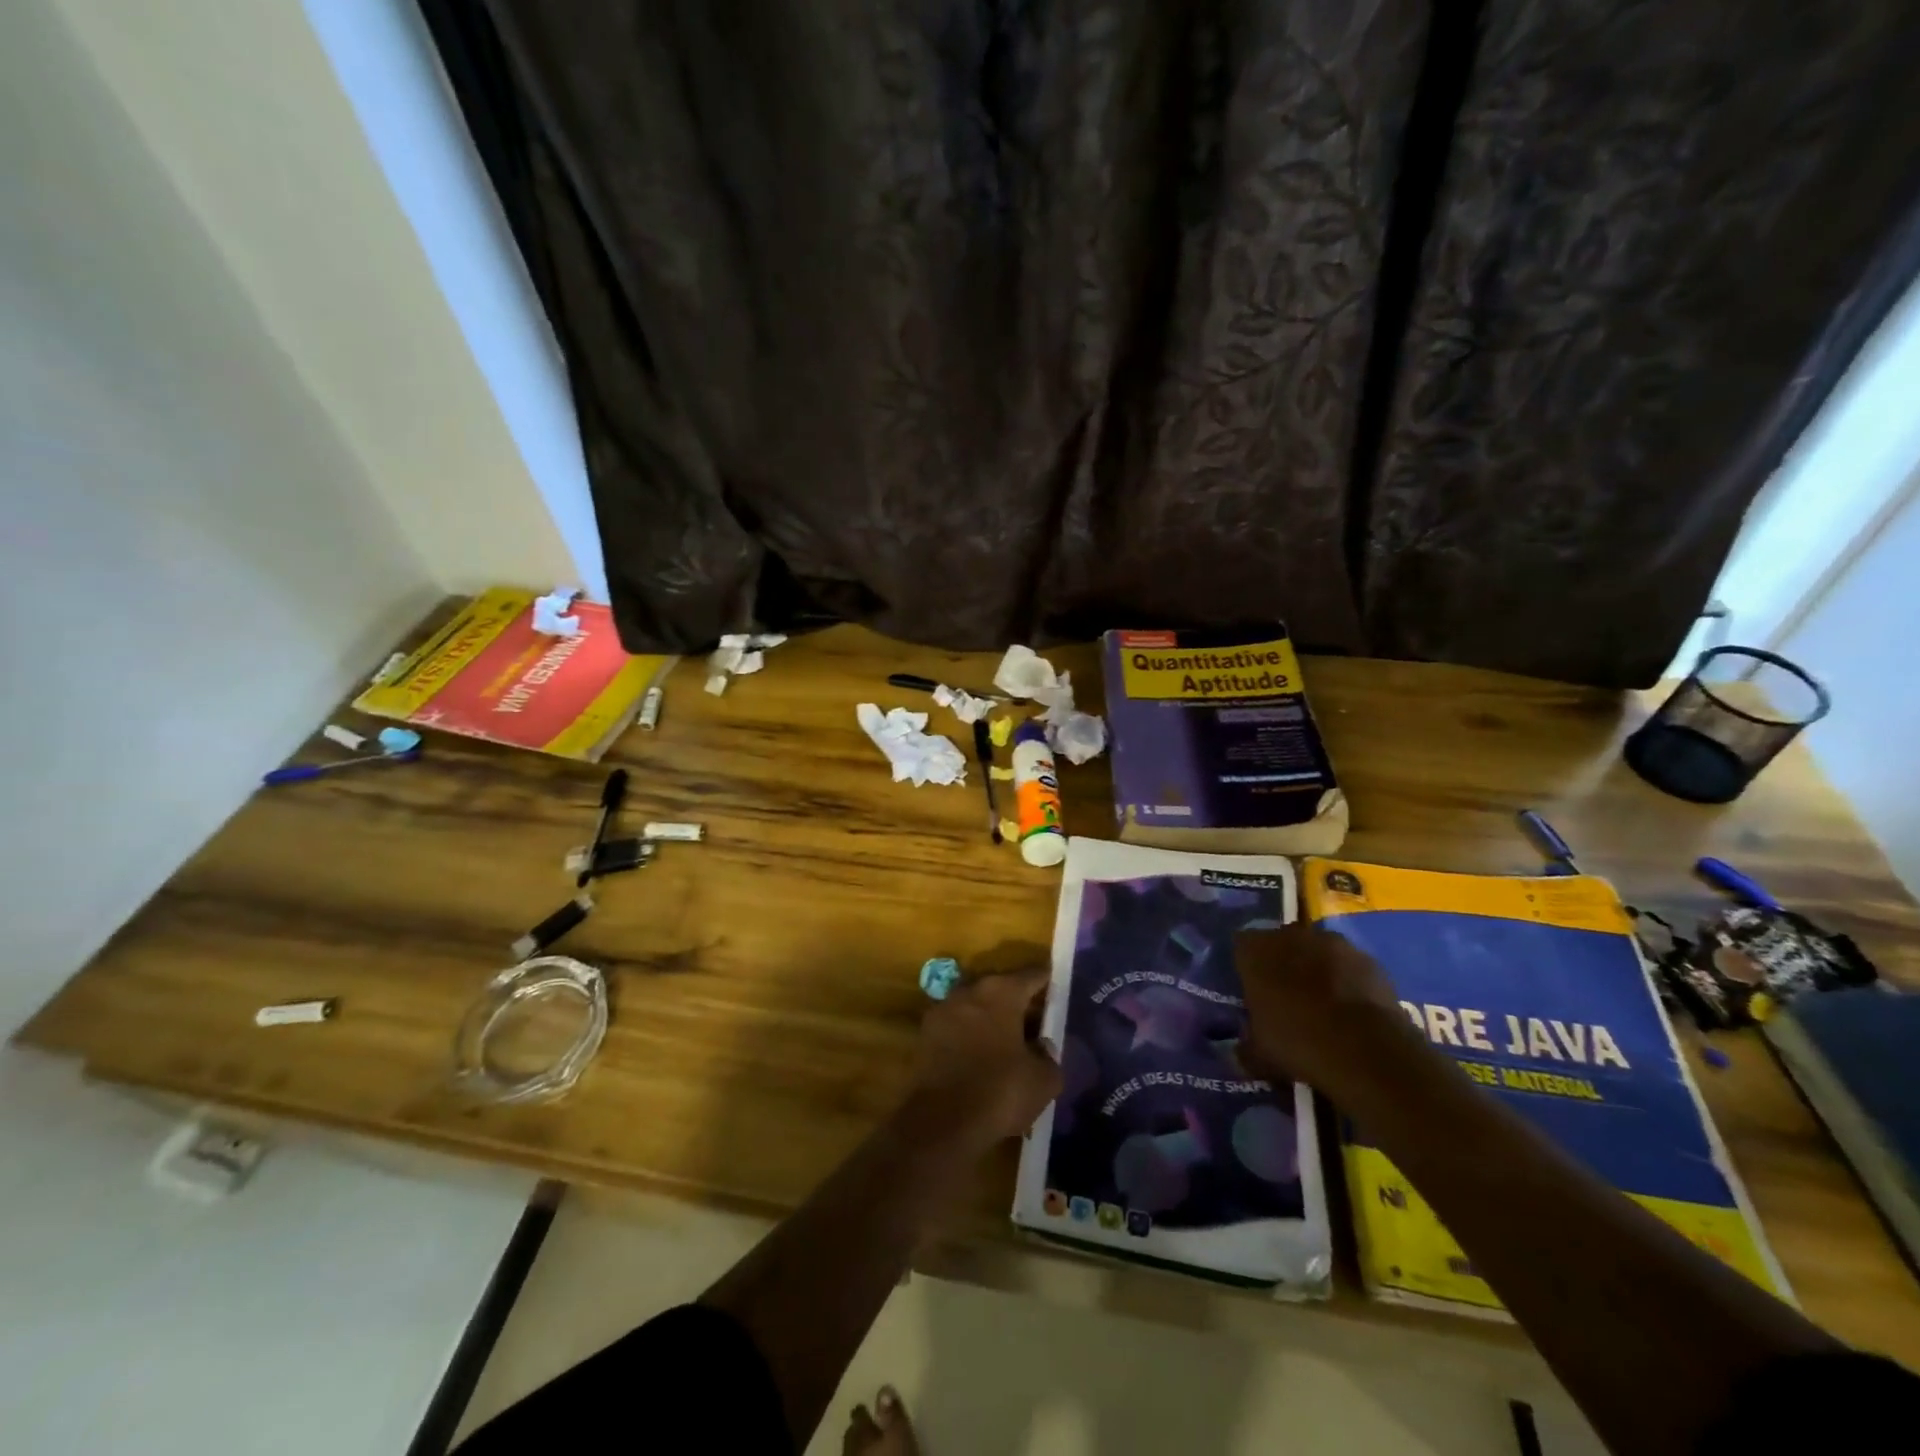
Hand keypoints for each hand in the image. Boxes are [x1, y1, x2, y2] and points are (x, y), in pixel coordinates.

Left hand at [901, 966, 1062, 1152]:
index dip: (1047, 982)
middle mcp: (969, 990)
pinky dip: (970, 1037)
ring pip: (975, 1006)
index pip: (1032, 976)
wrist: (941, 1121)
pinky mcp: (925, 1034)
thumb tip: (1042, 1047)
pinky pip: (957, 1027)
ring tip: (1008, 1043)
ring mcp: (943, 1010)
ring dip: (991, 1019)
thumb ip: (1049, 1056)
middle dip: (1017, 1002)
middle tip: (1035, 1022)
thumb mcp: (1043, 1080)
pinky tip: (981, 1058)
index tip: (1057, 989)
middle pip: (1000, 988)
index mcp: (1001, 992)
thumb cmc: (1000, 1091)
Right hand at [1235, 922, 1418, 1103]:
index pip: (1242, 946)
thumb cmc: (1298, 1043)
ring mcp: (1334, 944)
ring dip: (1317, 970)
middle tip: (1287, 998)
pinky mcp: (1369, 959)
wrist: (1366, 1051)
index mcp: (1255, 951)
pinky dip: (1349, 982)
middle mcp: (1291, 936)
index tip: (1253, 992)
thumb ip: (1246, 1046)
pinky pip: (1350, 966)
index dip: (1247, 968)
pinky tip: (1353, 1012)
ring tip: (1324, 1006)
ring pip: (1318, 952)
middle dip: (1283, 964)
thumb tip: (1242, 1050)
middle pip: (1281, 943)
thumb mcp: (1259, 1055)